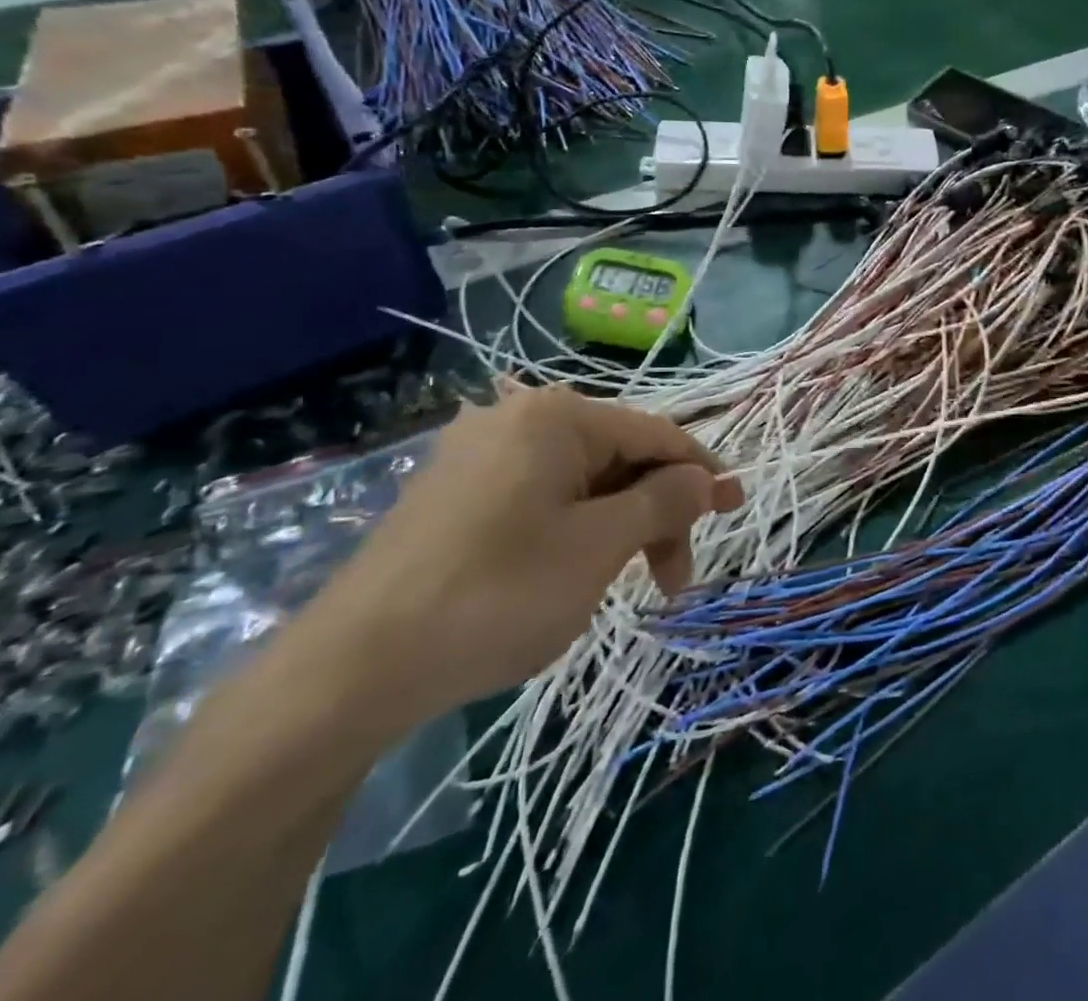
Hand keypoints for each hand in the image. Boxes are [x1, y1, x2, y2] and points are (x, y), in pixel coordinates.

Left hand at [301, 385, 741, 727]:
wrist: (349, 672)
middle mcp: (517, 418)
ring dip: (619, 528)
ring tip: (628, 586)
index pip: (656, 434)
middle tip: (674, 579)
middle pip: (619, 458)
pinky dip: (577, 530)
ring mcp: (480, 455)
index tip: (738, 509)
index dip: (703, 472)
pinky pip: (542, 497)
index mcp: (556, 416)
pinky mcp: (456, 493)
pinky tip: (574, 573)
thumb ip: (663, 502)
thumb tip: (704, 478)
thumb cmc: (494, 595)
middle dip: (657, 513)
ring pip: (582, 482)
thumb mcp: (598, 548)